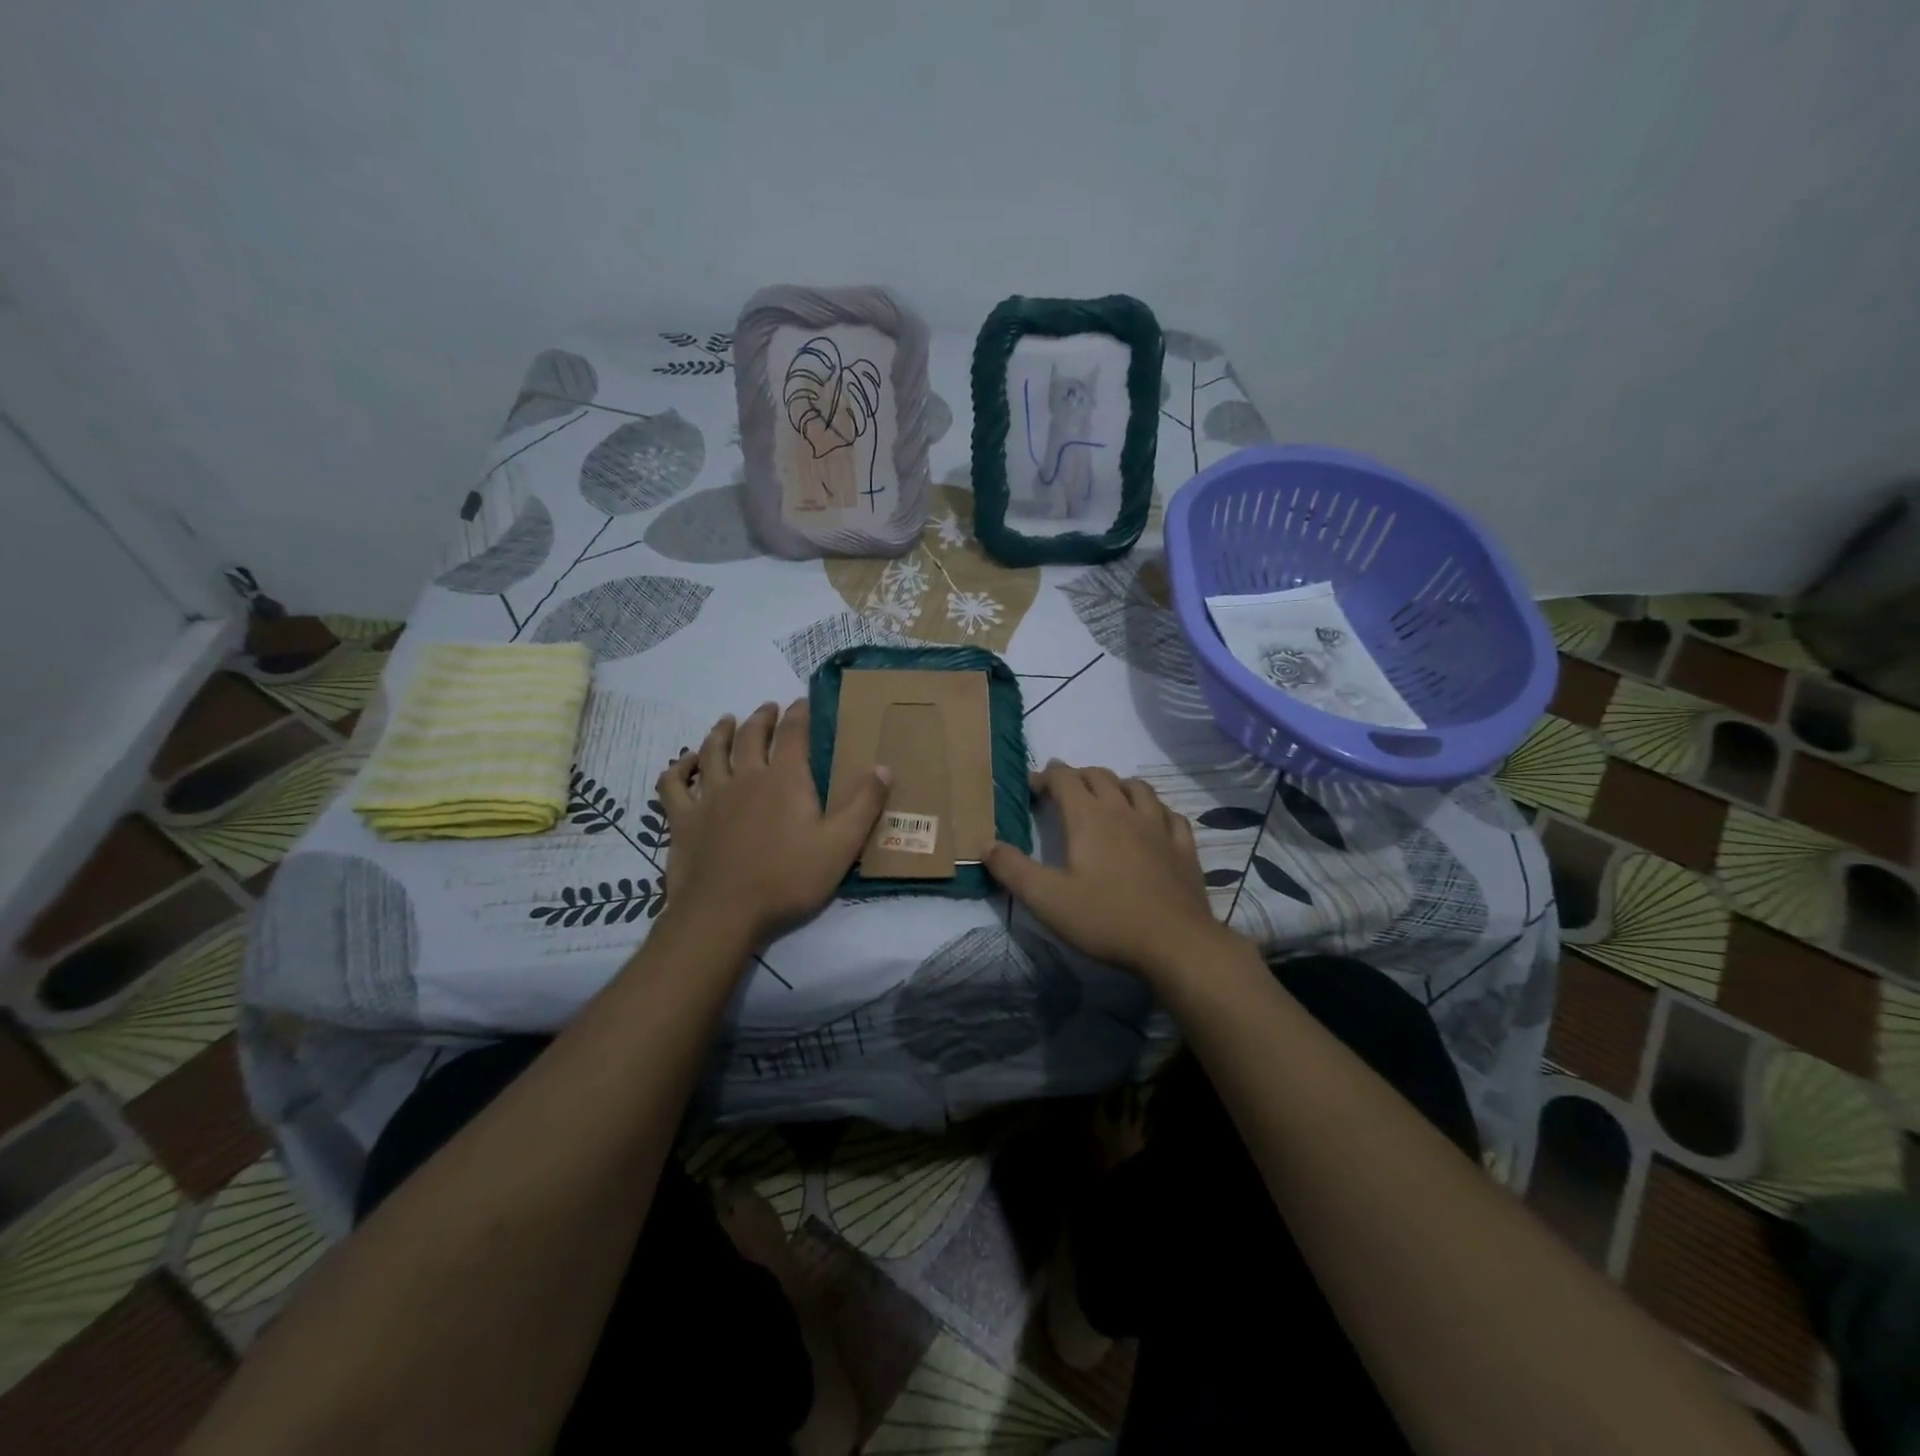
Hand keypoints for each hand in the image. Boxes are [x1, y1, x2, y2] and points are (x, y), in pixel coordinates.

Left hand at [657, 700, 889, 945]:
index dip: (799, 714)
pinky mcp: (683, 819)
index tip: (802, 701)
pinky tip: (684, 762)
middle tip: (768, 708)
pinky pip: (673, 785)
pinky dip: (678, 768)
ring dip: (721, 732)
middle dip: (762, 718)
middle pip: (751, 736)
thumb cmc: (788, 879)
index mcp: (785, 780)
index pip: (793, 734)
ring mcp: (709, 796)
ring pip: (712, 752)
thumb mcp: (841, 845)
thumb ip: (864, 804)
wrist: (724, 913)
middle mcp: (745, 777)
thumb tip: (883, 767)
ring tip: (728, 721)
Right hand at [984, 762, 1232, 981]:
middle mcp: (1124, 811)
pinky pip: (1169, 813)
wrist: (1175, 942)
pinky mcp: (1183, 847)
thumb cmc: (1106, 919)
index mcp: (1089, 818)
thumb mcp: (1046, 899)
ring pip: (1137, 788)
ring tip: (1106, 796)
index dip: (1046, 776)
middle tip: (1063, 789)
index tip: (1032, 785)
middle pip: (1100, 776)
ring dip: (1117, 784)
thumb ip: (1013, 869)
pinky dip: (1155, 808)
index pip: (1064, 779)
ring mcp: (1158, 827)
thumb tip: (985, 844)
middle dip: (1078, 776)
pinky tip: (1152, 820)